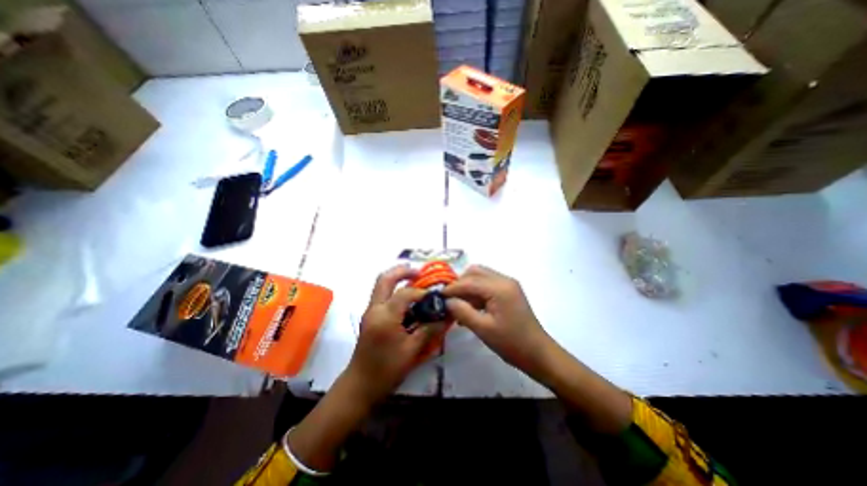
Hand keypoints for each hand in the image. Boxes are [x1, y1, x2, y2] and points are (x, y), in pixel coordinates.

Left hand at [342, 264, 442, 404]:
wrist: (360, 386)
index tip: (434, 298)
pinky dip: (393, 290)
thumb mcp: (412, 350)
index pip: (405, 293)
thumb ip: (429, 330)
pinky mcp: (370, 317)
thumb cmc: (386, 370)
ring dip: (397, 278)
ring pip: (381, 285)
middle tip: (419, 272)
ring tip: (414, 280)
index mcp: (385, 316)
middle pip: (385, 279)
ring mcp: (370, 311)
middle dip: (402, 271)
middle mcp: (375, 308)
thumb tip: (445, 317)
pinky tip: (407, 299)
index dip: (421, 292)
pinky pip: (381, 295)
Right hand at [443, 265, 558, 379]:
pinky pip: (488, 283)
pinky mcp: (509, 290)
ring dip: (468, 286)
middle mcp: (504, 280)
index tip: (438, 297)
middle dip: (460, 283)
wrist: (538, 353)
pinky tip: (471, 307)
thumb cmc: (511, 343)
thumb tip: (446, 301)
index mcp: (499, 288)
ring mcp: (508, 284)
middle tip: (450, 300)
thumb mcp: (483, 329)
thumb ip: (462, 311)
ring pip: (481, 275)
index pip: (468, 282)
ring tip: (460, 305)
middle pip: (475, 272)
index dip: (452, 288)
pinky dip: (477, 291)